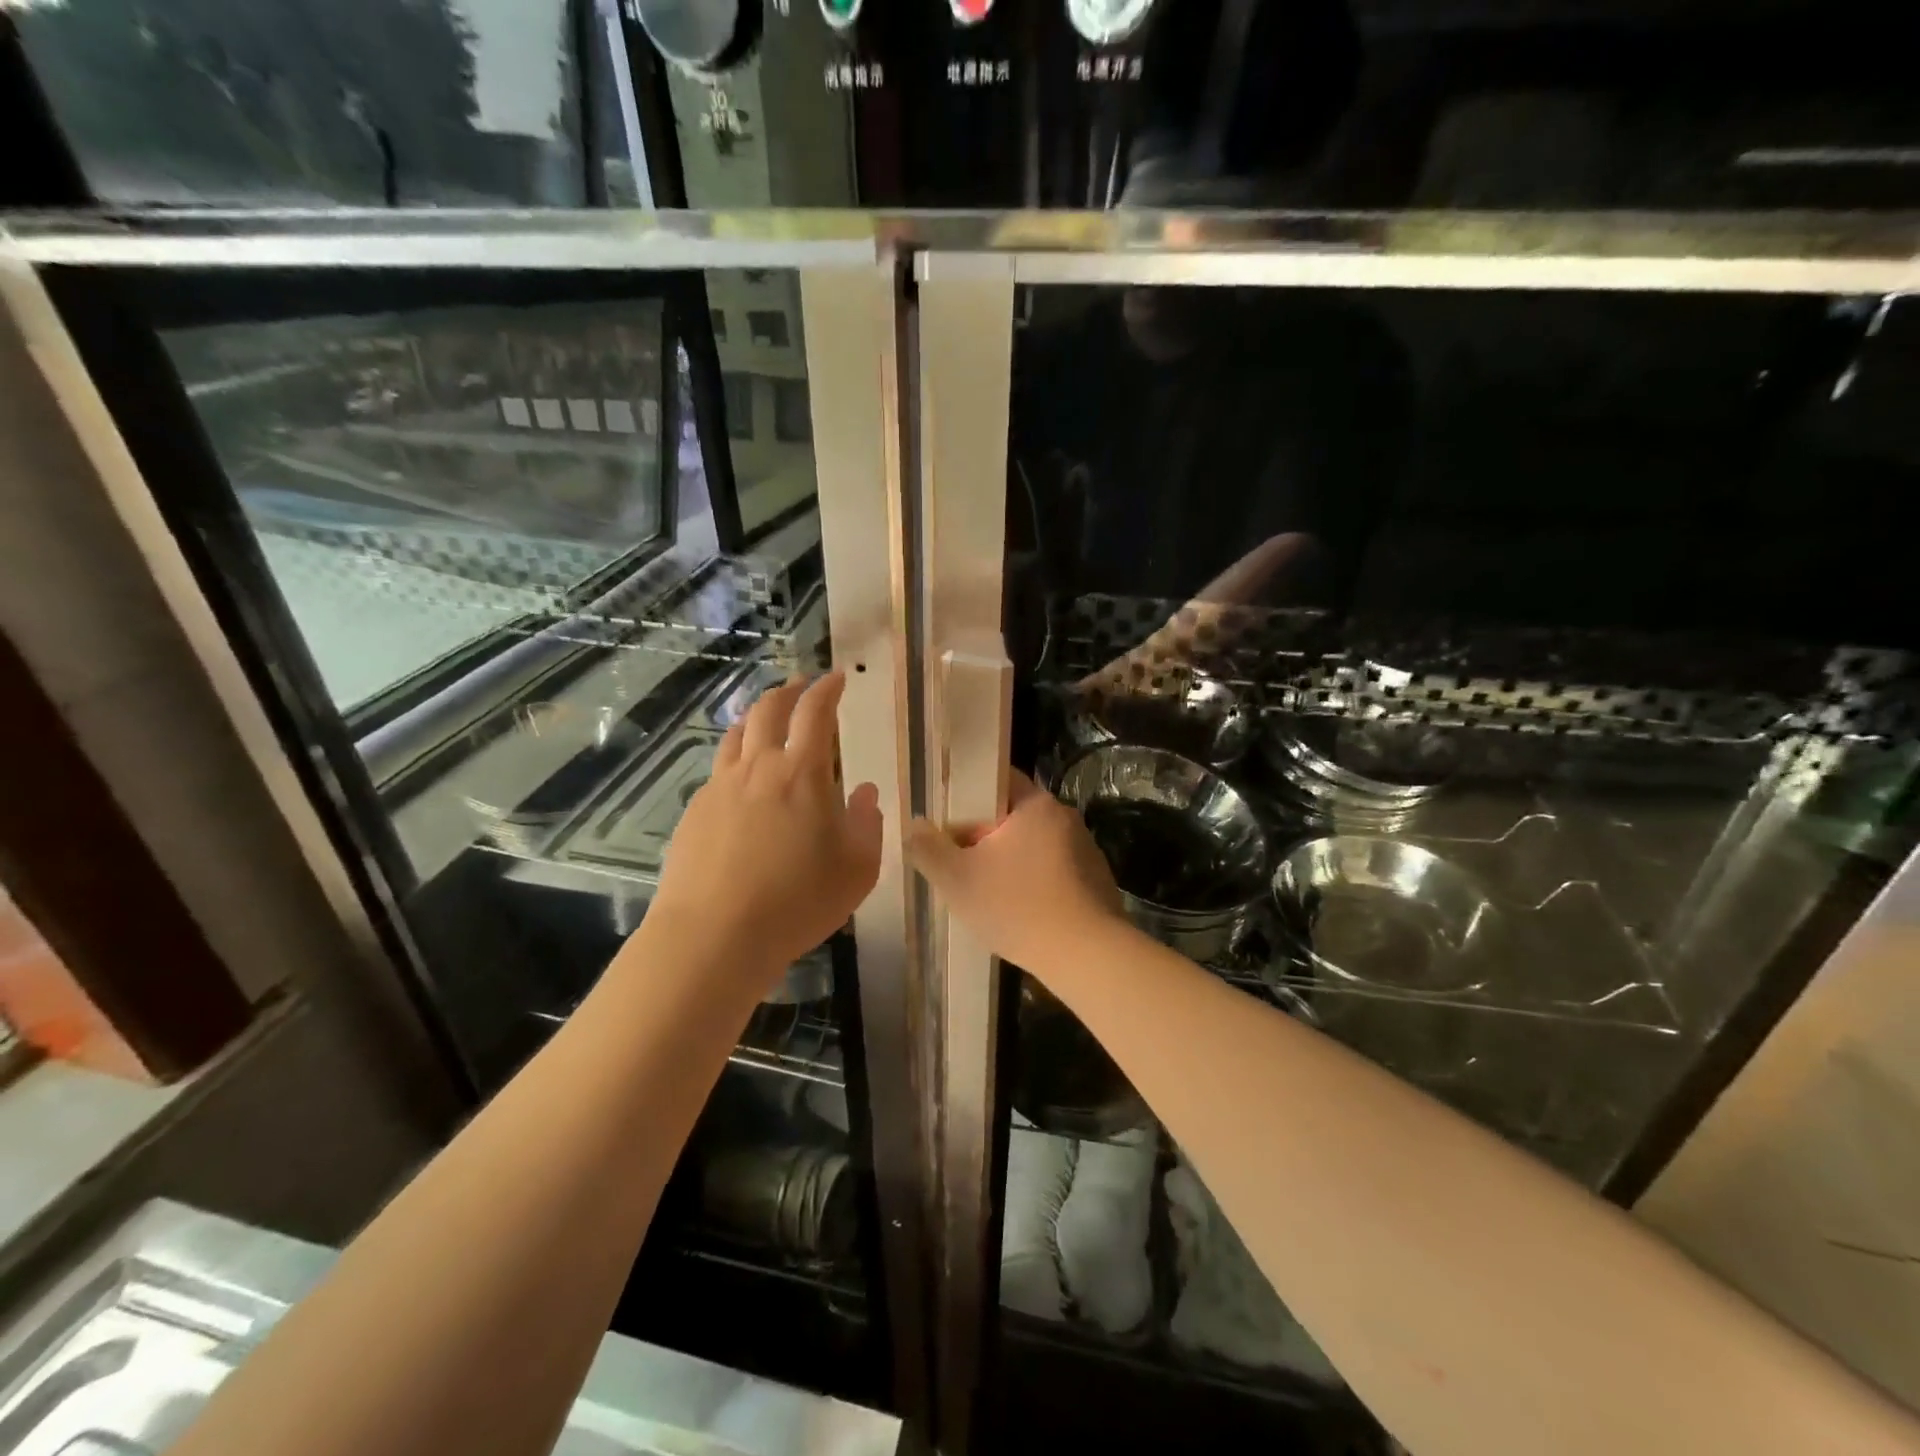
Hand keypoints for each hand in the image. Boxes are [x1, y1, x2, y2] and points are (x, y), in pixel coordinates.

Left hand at [650, 671, 881, 983]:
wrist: (715, 935)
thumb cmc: (798, 901)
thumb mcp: (857, 869)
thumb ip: (866, 824)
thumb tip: (865, 792)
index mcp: (802, 773)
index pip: (815, 712)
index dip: (827, 689)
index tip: (837, 678)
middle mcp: (758, 767)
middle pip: (769, 710)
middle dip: (788, 691)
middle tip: (801, 686)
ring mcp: (720, 787)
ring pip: (736, 734)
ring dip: (756, 717)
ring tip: (767, 718)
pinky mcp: (694, 811)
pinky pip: (718, 769)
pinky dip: (736, 757)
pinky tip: (741, 779)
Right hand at [906, 770, 1125, 971]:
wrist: (1087, 956)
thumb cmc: (1017, 907)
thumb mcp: (956, 879)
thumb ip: (928, 848)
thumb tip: (915, 825)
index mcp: (1035, 804)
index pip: (997, 779)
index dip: (967, 795)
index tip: (947, 820)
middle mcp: (1065, 817)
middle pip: (1014, 814)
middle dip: (985, 835)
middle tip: (960, 862)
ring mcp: (1086, 849)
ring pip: (1034, 844)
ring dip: (1010, 861)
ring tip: (988, 892)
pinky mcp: (1096, 880)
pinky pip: (1054, 870)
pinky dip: (1034, 882)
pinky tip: (1022, 912)